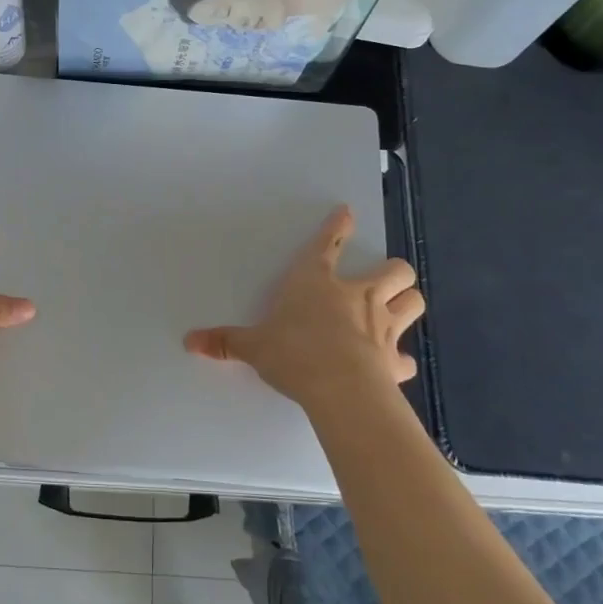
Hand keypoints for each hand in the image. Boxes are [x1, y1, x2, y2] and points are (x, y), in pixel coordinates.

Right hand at [184, 206, 423, 409]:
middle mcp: (357, 296)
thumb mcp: (253, 347)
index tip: (347, 214)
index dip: (338, 227)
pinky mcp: (395, 360)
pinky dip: (401, 359)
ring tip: (398, 308)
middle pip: (395, 270)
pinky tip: (394, 365)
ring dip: (407, 301)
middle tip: (384, 279)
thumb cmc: (294, 354)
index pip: (329, 245)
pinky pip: (407, 357)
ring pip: (413, 301)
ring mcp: (383, 326)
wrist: (340, 388)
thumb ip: (225, 342)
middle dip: (394, 271)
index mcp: (317, 283)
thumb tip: (189, 340)